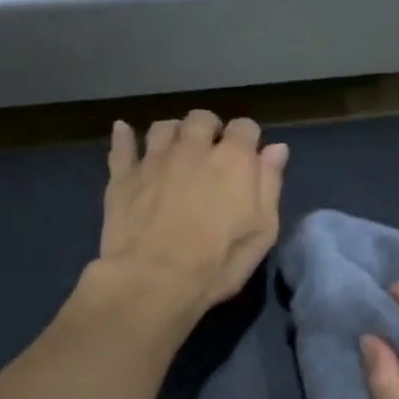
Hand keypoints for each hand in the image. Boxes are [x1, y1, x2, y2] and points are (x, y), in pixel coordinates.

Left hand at [91, 110, 287, 324]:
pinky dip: (124, 136)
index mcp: (233, 159)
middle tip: (210, 153)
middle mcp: (193, 148)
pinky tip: (123, 131)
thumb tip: (276, 148)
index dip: (247, 139)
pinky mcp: (123, 176)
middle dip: (209, 130)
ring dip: (173, 133)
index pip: (245, 127)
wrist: (153, 279)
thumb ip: (269, 185)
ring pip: (164, 127)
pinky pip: (122, 145)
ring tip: (175, 150)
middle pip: (202, 119)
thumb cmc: (217, 262)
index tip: (247, 157)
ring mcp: (154, 159)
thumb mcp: (262, 231)